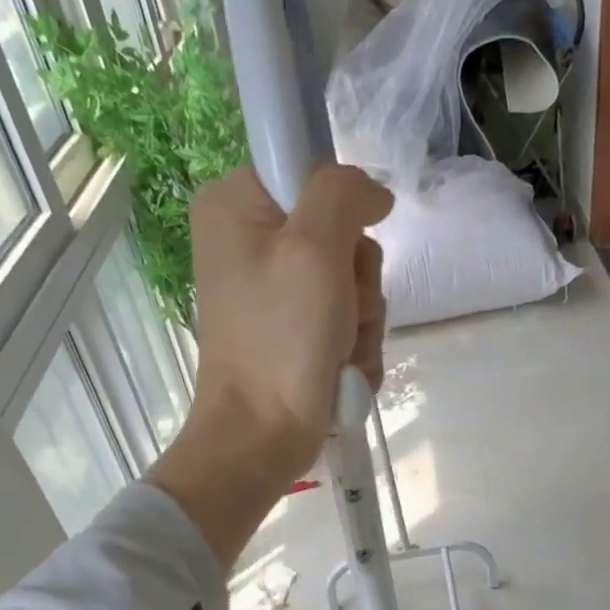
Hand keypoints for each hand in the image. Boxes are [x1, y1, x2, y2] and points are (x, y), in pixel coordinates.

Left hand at [189, 164, 390, 483]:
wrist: (261, 436)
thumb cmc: (281, 340)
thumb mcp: (314, 249)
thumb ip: (343, 194)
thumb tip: (374, 193)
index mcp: (235, 206)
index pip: (311, 172)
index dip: (342, 212)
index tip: (342, 252)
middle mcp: (249, 242)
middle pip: (340, 234)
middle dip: (357, 281)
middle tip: (341, 313)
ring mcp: (272, 291)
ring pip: (351, 283)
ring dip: (361, 321)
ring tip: (338, 351)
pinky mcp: (292, 331)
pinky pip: (345, 320)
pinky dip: (352, 347)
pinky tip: (339, 369)